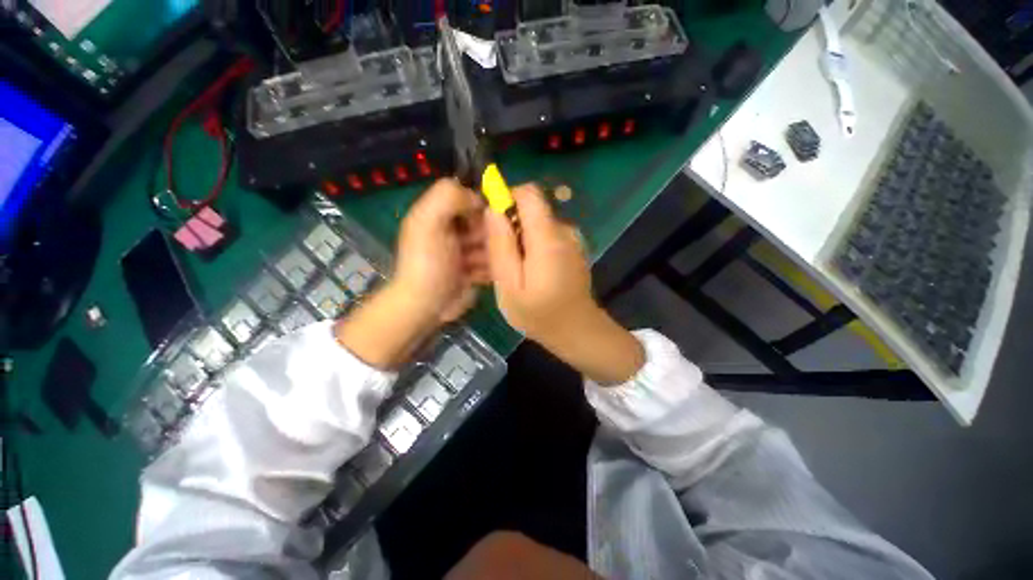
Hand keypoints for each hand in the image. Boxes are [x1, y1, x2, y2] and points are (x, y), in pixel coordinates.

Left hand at [336, 179, 486, 368]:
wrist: (426, 305)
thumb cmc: (428, 262)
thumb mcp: (428, 222)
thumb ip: (449, 197)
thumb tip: (479, 199)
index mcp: (439, 213)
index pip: (469, 196)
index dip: (483, 203)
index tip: (493, 216)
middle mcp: (452, 230)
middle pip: (484, 221)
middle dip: (491, 232)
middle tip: (489, 244)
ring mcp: (464, 251)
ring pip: (490, 243)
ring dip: (493, 252)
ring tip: (486, 262)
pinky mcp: (473, 270)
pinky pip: (491, 262)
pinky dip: (492, 267)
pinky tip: (486, 273)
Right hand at [486, 185, 643, 383]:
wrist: (577, 331)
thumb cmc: (539, 314)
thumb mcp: (510, 285)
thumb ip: (501, 245)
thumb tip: (493, 210)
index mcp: (548, 237)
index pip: (528, 193)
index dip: (506, 199)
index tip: (492, 223)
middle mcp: (563, 231)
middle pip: (531, 210)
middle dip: (508, 224)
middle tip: (494, 254)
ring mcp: (571, 240)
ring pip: (536, 224)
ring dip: (518, 239)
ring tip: (507, 268)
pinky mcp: (572, 249)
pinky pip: (546, 237)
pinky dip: (531, 247)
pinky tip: (525, 271)